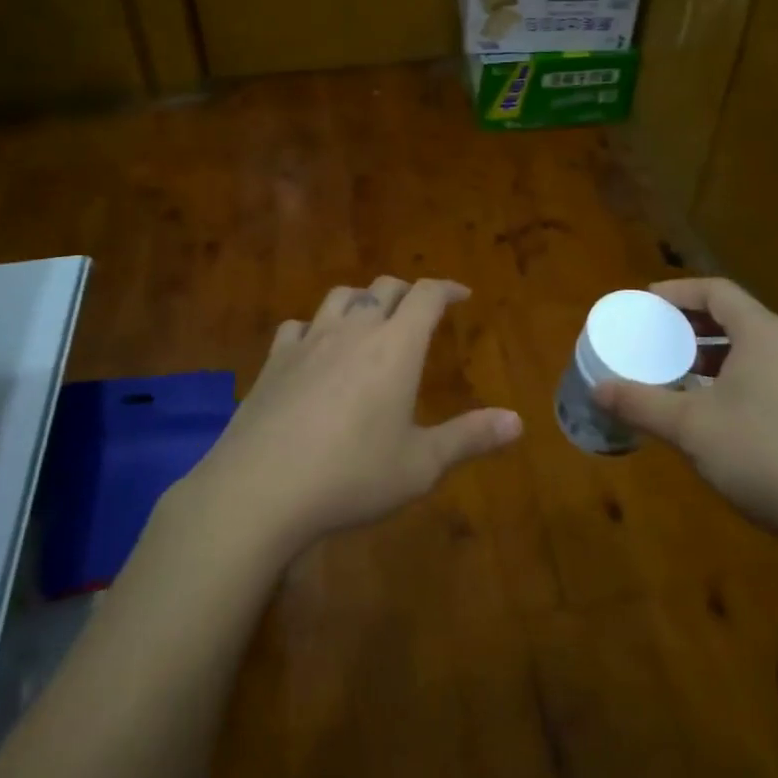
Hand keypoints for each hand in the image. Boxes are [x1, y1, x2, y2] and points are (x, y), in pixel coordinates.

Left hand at [195, 276, 521, 551]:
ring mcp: (308, 341)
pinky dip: (315, 327)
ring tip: (371, 319)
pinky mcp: (274, 361)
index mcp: (396, 347)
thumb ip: (469, 437)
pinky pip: (298, 326)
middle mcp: (354, 330)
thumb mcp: (420, 465)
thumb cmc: (352, 475)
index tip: (462, 295)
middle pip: (384, 288)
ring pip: (340, 296)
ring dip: (362, 299)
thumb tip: (518, 421)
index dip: (447, 289)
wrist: (259, 489)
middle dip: (408, 291)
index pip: (426, 296)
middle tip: (421, 309)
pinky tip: (314, 348)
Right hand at [594, 277, 777, 545]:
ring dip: (715, 353)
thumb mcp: (690, 427)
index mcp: (765, 334)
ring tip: (681, 371)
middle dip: (694, 323)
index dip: (679, 292)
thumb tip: (598, 389)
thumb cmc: (760, 454)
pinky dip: (737, 376)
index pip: (718, 292)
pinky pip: (770, 375)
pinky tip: (716, 409)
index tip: (647, 301)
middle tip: (658, 335)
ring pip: (755, 348)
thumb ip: (641, 403)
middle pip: (738, 317)